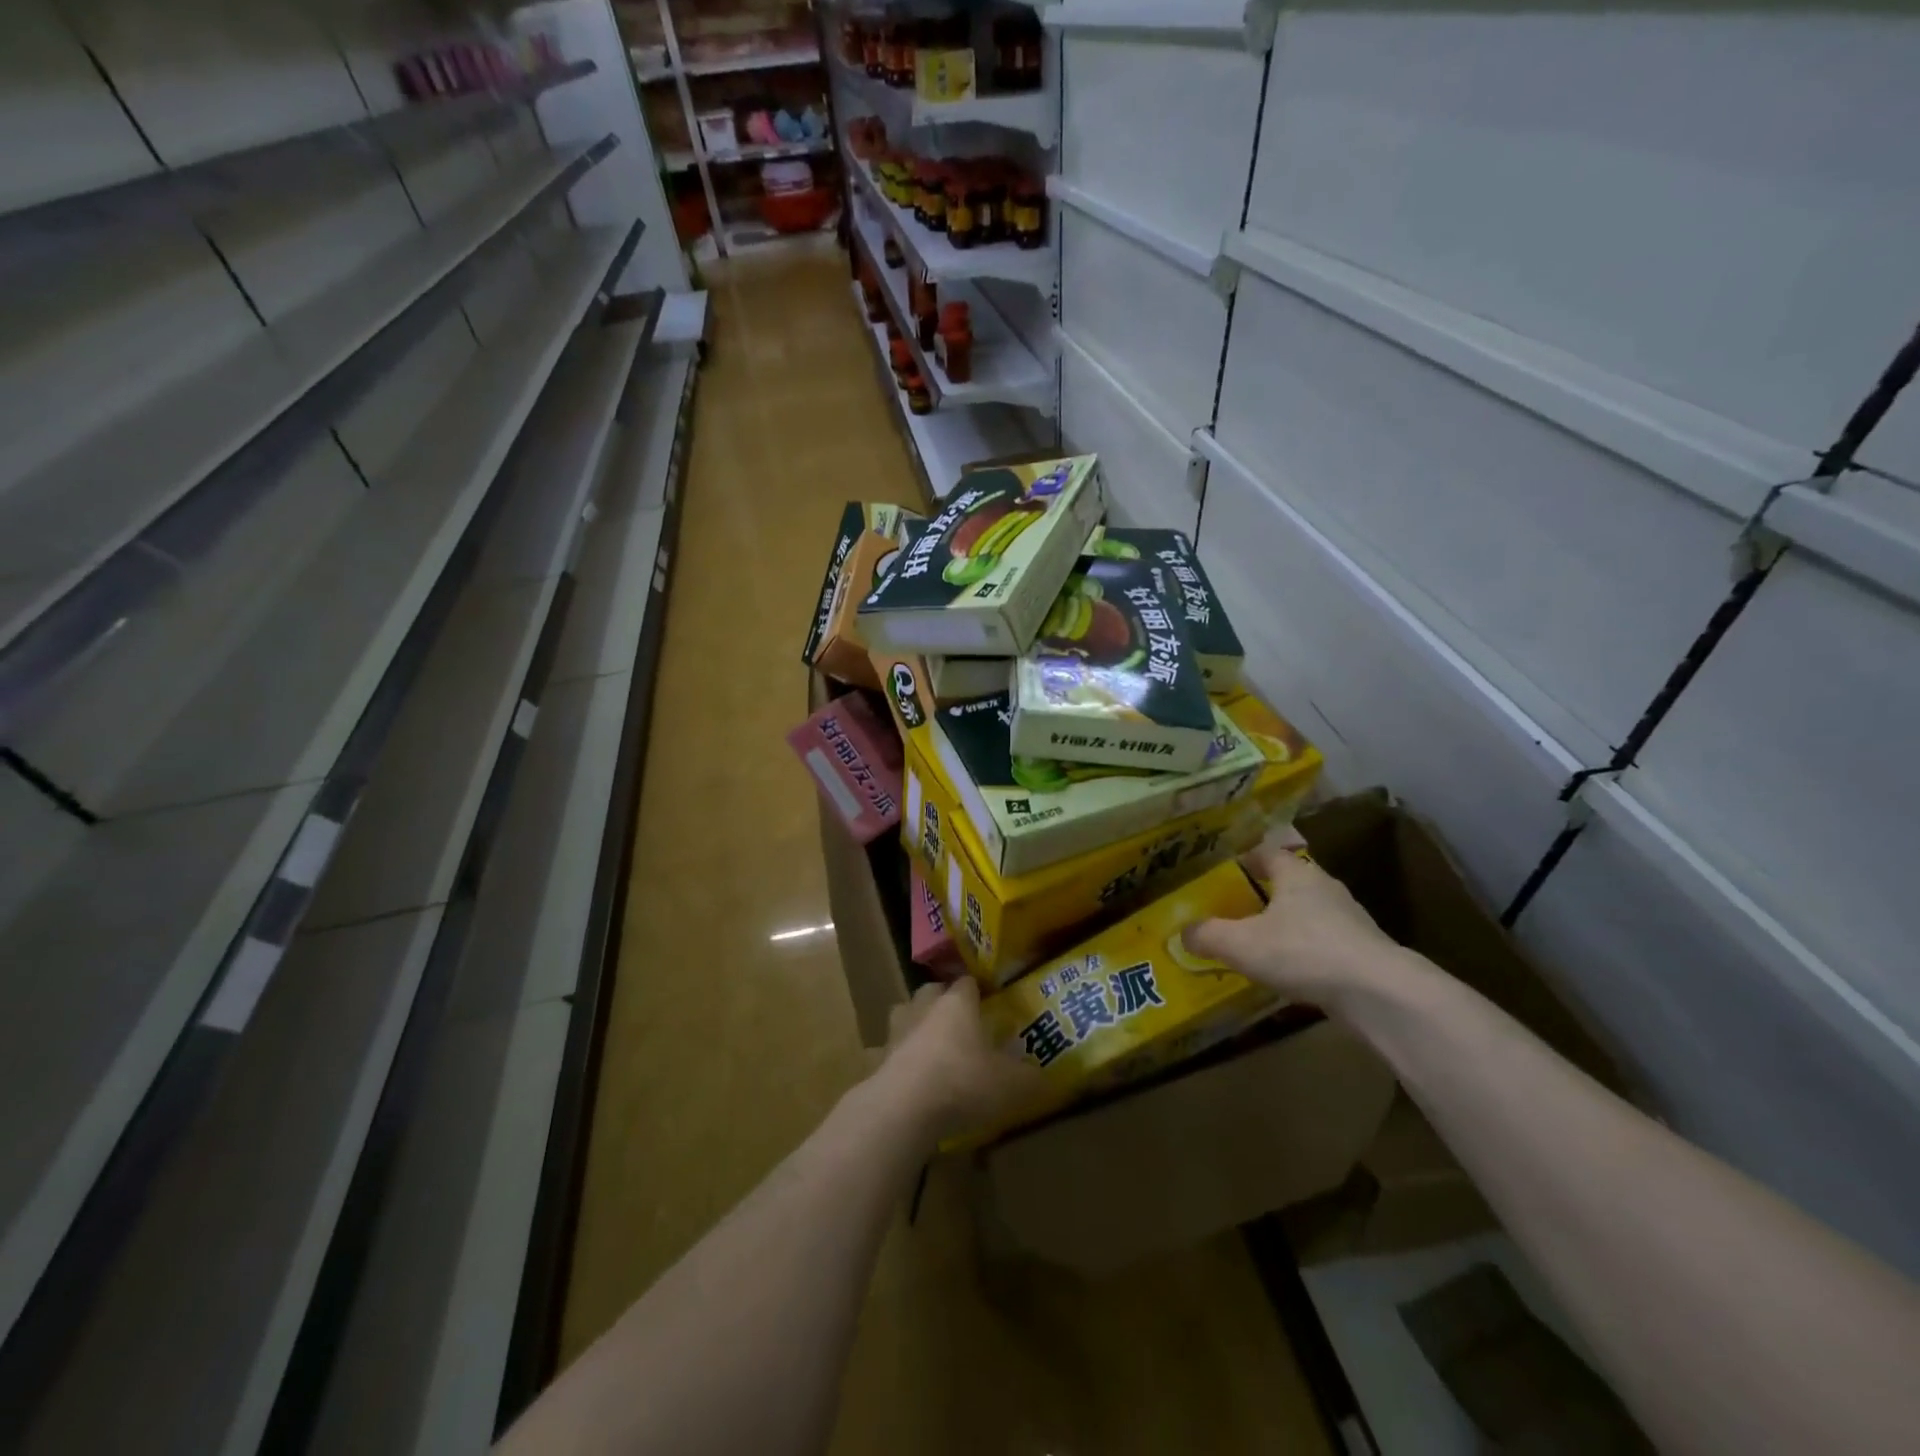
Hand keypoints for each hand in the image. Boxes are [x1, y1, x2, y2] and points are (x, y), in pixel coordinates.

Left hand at [876, 979, 1050, 1145]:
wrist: (904, 1106)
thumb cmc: (963, 1082)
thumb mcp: (1010, 1084)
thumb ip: (1030, 1079)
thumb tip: (1048, 1078)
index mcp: (957, 1003)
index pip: (967, 982)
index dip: (978, 990)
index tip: (988, 1002)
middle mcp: (924, 1008)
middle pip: (931, 991)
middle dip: (942, 1001)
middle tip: (959, 1022)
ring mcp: (896, 1031)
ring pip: (904, 1014)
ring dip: (915, 1024)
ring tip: (930, 1045)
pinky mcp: (877, 1059)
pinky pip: (887, 1051)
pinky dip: (896, 1059)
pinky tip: (907, 1078)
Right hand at [1183, 837, 1415, 1011]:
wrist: (1379, 993)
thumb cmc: (1303, 952)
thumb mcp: (1242, 944)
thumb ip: (1208, 935)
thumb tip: (1183, 932)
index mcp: (1296, 874)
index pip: (1267, 853)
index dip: (1244, 859)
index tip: (1224, 870)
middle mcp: (1325, 888)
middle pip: (1289, 882)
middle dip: (1264, 892)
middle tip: (1235, 907)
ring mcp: (1350, 920)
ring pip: (1309, 913)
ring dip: (1287, 923)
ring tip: (1260, 942)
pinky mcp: (1364, 951)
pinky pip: (1325, 942)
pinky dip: (1306, 951)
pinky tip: (1291, 971)